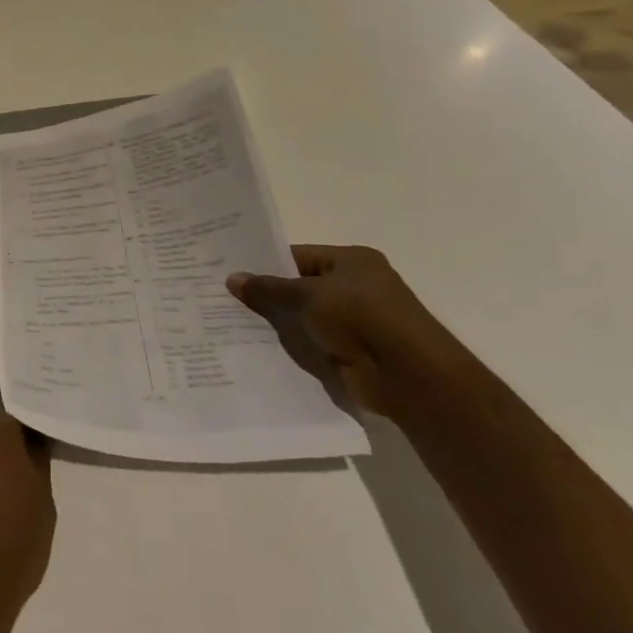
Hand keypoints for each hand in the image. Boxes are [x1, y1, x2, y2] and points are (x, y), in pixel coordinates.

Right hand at [228, 244, 474, 421]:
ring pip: (303, 316)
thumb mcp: (307, 296)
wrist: (409, 376)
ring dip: (277, 322)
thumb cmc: (361, 318)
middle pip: (299, 286)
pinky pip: (311, 342)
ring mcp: (355, 321)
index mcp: (351, 260)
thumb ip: (268, 289)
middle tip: (223, 296)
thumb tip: (232, 278)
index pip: (297, 256)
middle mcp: (355, 286)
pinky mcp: (351, 351)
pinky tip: (257, 346)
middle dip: (267, 294)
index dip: (265, 263)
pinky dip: (291, 344)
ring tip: (230, 321)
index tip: (229, 270)